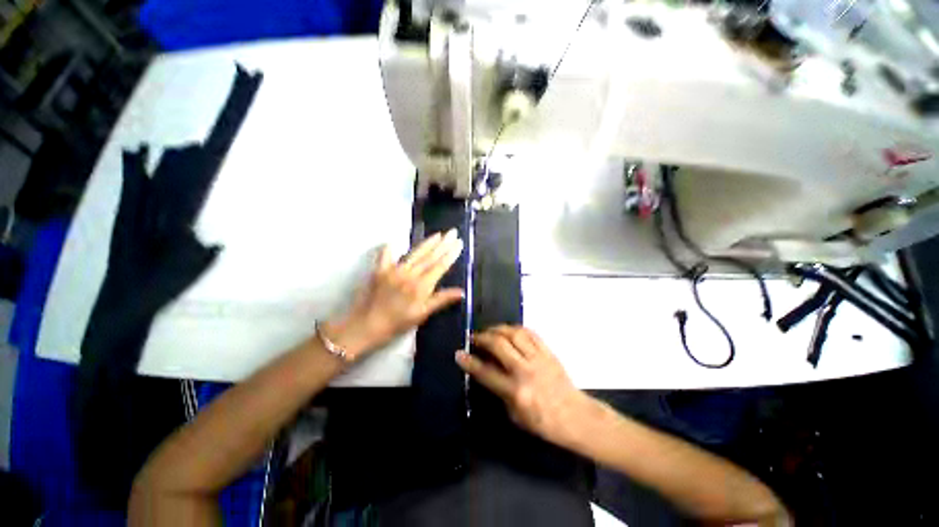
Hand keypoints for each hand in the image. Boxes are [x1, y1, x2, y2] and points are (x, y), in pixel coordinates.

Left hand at [321, 229, 464, 359]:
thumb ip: (441, 300)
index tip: (459, 243)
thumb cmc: (397, 323)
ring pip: (414, 253)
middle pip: (430, 256)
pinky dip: (389, 248)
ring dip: (427, 242)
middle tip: (452, 232)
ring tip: (438, 234)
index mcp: (421, 286)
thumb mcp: (422, 314)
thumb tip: (461, 292)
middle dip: (443, 243)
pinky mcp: (380, 270)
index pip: (440, 266)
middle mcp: (409, 274)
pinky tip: (393, 241)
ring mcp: (394, 270)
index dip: (451, 254)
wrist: (366, 326)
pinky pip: (385, 255)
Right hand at [456, 325, 592, 447]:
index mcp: (516, 392)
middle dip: (483, 337)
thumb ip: (499, 391)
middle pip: (499, 344)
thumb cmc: (543, 422)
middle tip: (474, 337)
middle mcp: (525, 371)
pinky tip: (509, 330)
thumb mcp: (515, 415)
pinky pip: (530, 333)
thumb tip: (486, 370)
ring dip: (498, 329)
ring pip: (514, 333)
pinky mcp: (548, 352)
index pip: (486, 373)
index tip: (459, 353)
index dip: (470, 362)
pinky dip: (516, 328)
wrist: (575, 416)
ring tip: (490, 331)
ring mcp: (538, 358)